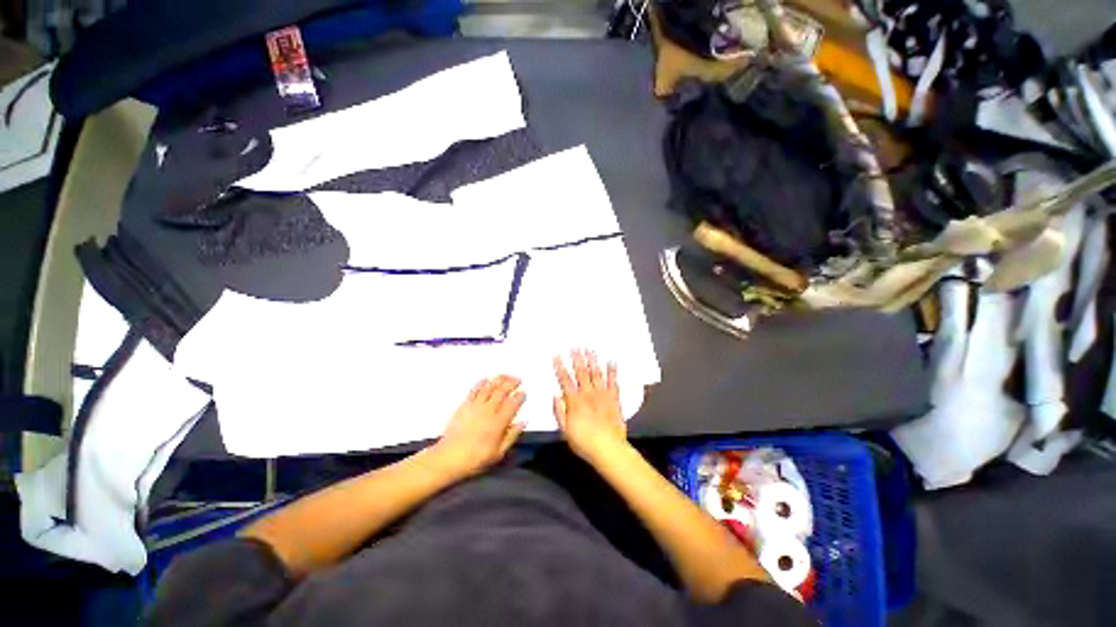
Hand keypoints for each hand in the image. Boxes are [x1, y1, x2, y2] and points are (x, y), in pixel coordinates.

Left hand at [434, 375, 525, 478]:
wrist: (448, 457)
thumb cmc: (475, 459)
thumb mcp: (498, 453)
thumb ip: (512, 436)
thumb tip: (523, 422)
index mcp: (498, 423)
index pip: (513, 404)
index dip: (520, 396)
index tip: (523, 393)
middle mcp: (488, 411)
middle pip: (502, 391)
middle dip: (512, 383)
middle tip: (518, 380)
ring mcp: (475, 406)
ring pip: (490, 387)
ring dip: (499, 379)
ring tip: (506, 376)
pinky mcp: (464, 405)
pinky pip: (474, 390)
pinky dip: (482, 383)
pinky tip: (486, 380)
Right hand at [553, 350, 627, 462]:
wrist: (608, 449)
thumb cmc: (583, 442)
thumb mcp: (565, 430)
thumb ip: (559, 412)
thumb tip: (555, 396)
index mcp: (574, 401)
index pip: (565, 380)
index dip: (560, 367)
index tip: (557, 355)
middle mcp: (588, 393)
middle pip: (581, 372)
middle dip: (577, 358)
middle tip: (575, 346)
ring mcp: (602, 394)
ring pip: (596, 373)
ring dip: (592, 360)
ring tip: (590, 349)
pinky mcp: (614, 398)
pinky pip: (613, 382)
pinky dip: (612, 371)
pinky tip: (611, 361)